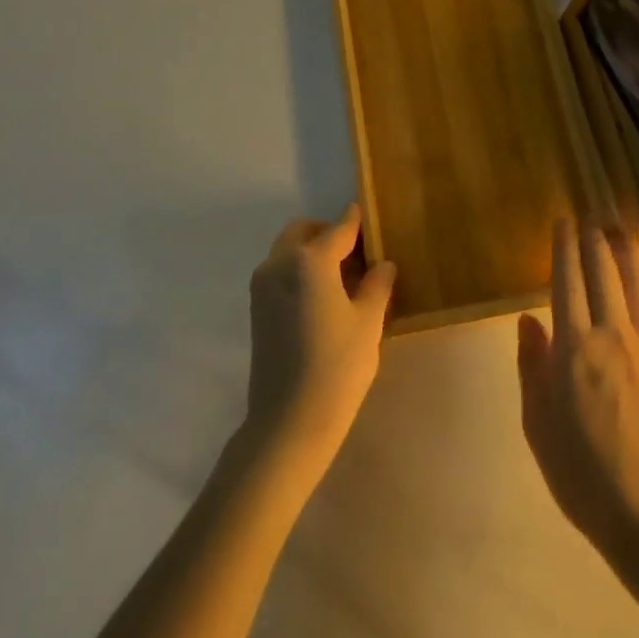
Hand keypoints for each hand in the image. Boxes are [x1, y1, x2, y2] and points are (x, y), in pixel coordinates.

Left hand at [243, 206, 396, 486]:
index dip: (356, 221)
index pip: (338, 228)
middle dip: (328, 233)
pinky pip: (280, 272)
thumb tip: (382, 264)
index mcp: (309, 260)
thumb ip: (377, 285)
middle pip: (304, 232)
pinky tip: (324, 297)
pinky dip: (299, 270)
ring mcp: (262, 286)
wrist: (288, 422)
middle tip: (357, 254)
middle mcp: (279, 264)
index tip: (369, 215)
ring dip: (312, 251)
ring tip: (343, 278)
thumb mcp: (368, 322)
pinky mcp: (256, 308)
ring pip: (288, 250)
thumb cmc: (337, 367)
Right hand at [516, 221, 638, 561]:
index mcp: (574, 349)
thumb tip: (528, 320)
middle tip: (590, 219)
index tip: (563, 223)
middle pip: (604, 271)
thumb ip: (531, 366)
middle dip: (595, 239)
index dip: (564, 247)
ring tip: (619, 231)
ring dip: (627, 251)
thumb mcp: (538, 424)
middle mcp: (613, 335)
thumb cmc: (583, 475)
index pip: (567, 280)